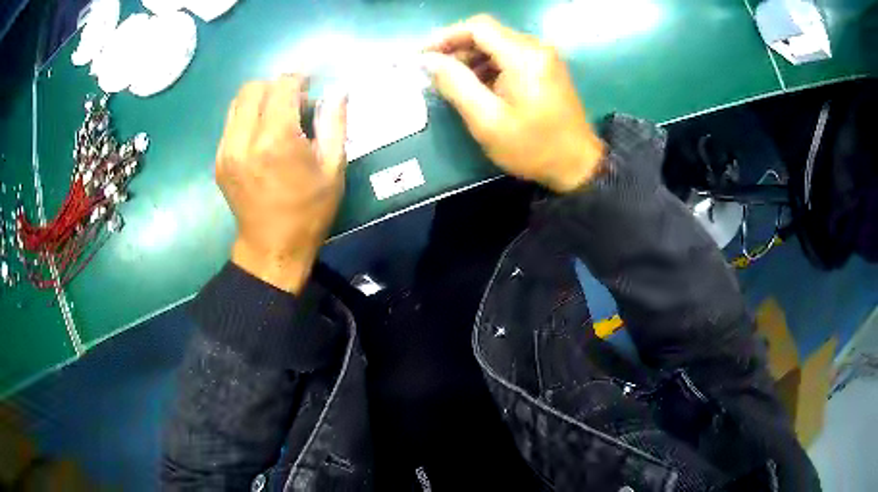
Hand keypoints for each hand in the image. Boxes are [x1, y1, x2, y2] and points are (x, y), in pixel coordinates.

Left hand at [216, 75, 347, 292]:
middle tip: (294, 103)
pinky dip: (248, 118)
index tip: (310, 86)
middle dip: (276, 87)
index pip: (281, 86)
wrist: (272, 248)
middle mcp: (245, 140)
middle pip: (253, 88)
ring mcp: (226, 150)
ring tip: (277, 118)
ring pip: (238, 102)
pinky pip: (231, 123)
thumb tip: (337, 90)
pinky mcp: (219, 160)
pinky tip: (262, 136)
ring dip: (260, 100)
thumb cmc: (309, 211)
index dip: (298, 79)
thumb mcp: (333, 168)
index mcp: (276, 140)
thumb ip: (334, 122)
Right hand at [423, 15, 605, 192]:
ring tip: (450, 82)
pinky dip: (488, 66)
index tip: (422, 55)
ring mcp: (544, 57)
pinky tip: (476, 86)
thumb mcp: (487, 120)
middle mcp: (536, 47)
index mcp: (524, 55)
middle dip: (456, 49)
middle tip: (433, 73)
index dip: (445, 36)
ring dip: (471, 58)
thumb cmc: (532, 147)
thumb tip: (428, 60)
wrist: (578, 165)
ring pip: (497, 44)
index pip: (477, 27)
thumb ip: (455, 84)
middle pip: (487, 33)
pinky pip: (510, 56)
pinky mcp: (546, 68)